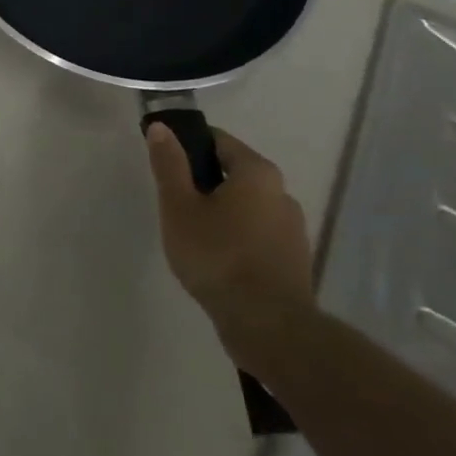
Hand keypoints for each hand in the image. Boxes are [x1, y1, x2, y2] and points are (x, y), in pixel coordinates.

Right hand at [147, 124, 315, 375]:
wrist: (269, 328)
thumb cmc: (218, 256)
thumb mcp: (179, 206)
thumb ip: (169, 164)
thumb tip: (161, 127)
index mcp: (257, 172)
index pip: (218, 140)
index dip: (187, 145)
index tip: (166, 164)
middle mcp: (282, 193)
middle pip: (234, 174)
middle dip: (203, 183)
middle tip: (174, 204)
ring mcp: (293, 230)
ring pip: (247, 207)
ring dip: (222, 213)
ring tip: (193, 236)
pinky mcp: (294, 262)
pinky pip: (258, 236)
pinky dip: (237, 239)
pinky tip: (217, 261)